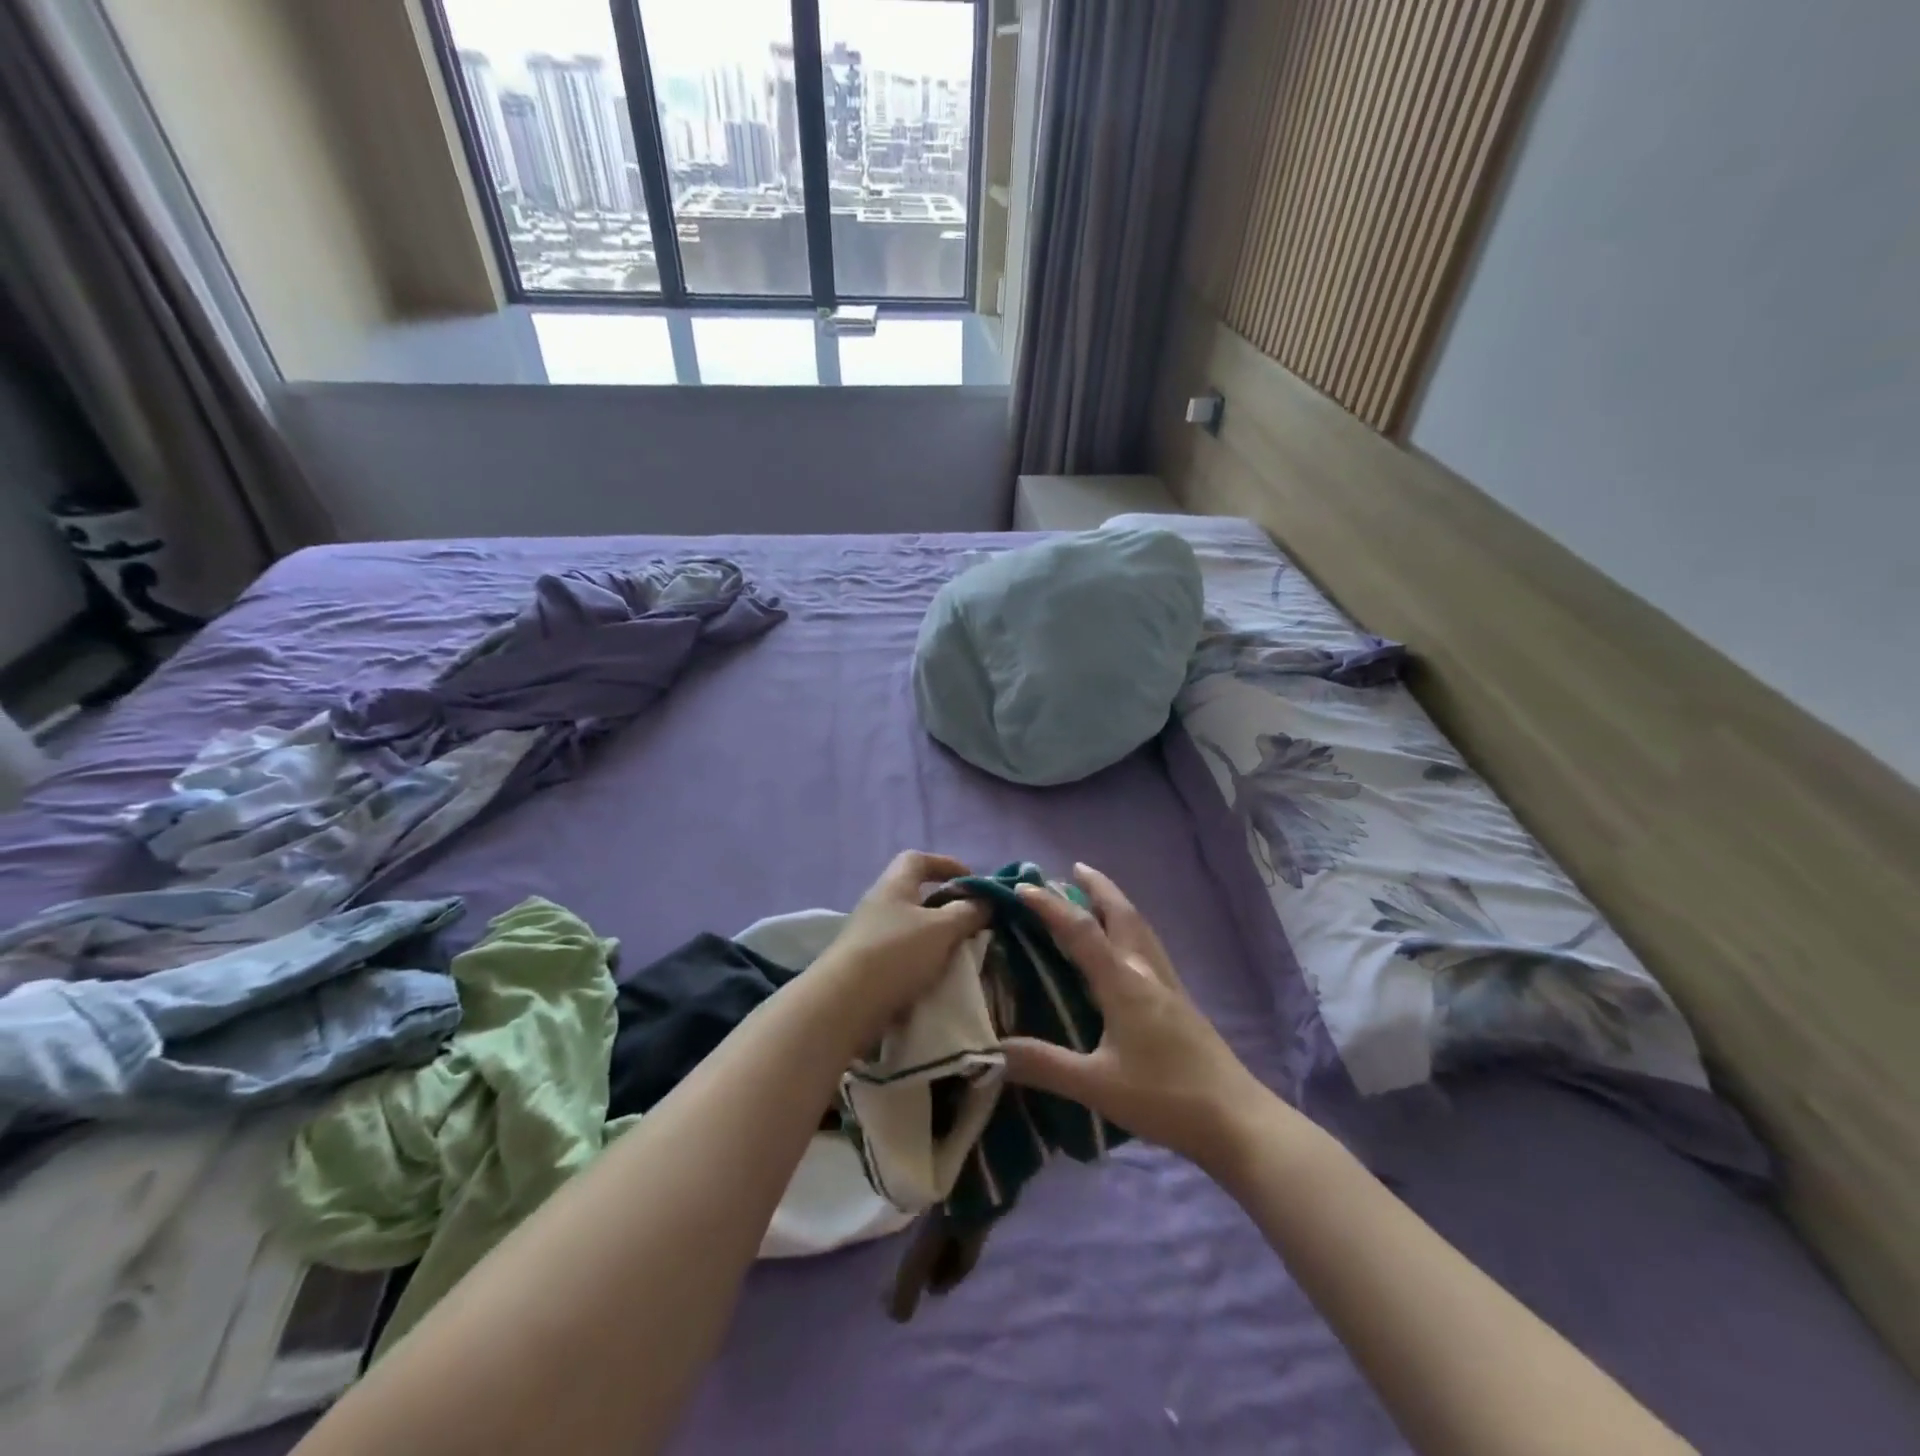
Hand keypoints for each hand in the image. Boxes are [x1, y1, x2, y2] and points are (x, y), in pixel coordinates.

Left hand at [816, 852, 989, 1045]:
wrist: (845, 1003)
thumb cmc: (896, 953)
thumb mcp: (942, 929)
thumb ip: (967, 912)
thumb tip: (986, 901)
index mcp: (894, 885)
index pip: (918, 859)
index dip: (946, 864)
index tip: (972, 881)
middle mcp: (879, 904)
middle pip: (915, 894)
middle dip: (945, 905)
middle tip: (971, 921)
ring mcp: (869, 936)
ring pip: (910, 927)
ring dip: (935, 936)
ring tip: (960, 952)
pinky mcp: (865, 966)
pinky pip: (901, 953)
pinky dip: (922, 959)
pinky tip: (937, 975)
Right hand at [1002, 864, 1268, 1173]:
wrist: (1235, 1119)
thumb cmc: (1164, 1098)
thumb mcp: (1096, 1085)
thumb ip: (1044, 1065)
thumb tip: (991, 1049)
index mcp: (1124, 984)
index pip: (1081, 931)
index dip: (1050, 906)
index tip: (1022, 886)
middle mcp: (1146, 973)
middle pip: (1123, 914)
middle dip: (1098, 886)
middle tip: (1074, 868)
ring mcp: (1169, 986)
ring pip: (1141, 928)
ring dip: (1116, 904)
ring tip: (1097, 896)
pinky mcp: (1181, 1002)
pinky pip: (1150, 948)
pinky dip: (1131, 929)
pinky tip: (1127, 948)